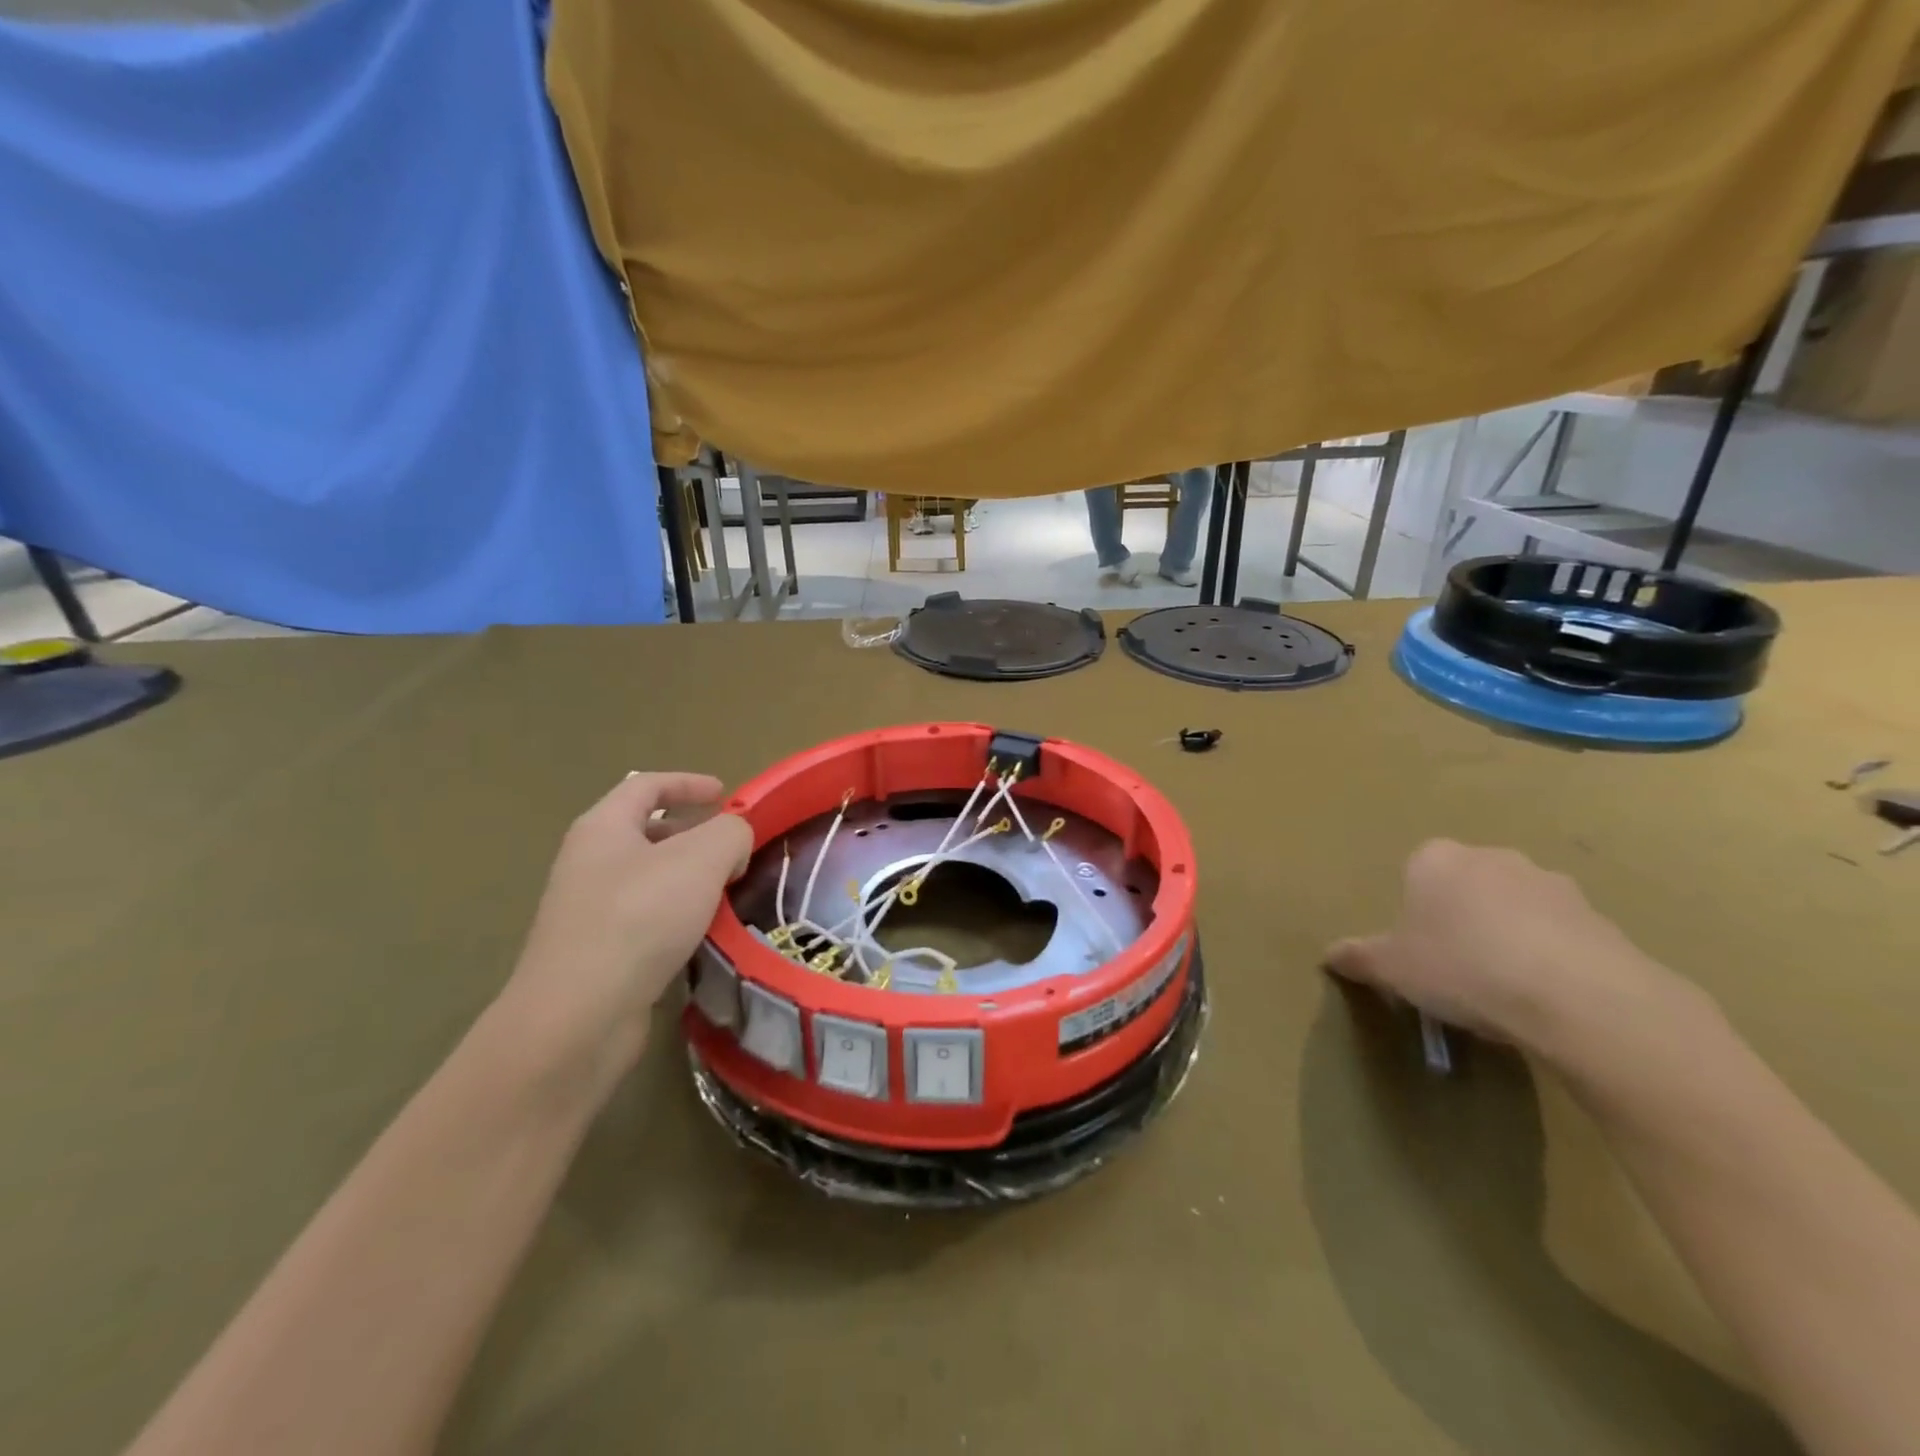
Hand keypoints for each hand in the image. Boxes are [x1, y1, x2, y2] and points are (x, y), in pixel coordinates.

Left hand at [499, 772, 751, 1099]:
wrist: (578, 1017)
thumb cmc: (639, 919)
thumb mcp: (702, 858)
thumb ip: (731, 833)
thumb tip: (734, 842)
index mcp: (604, 828)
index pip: (646, 785)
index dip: (689, 783)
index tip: (726, 793)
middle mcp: (590, 863)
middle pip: (646, 831)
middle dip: (693, 832)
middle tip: (734, 846)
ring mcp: (589, 911)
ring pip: (650, 879)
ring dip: (690, 878)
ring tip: (729, 891)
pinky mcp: (598, 955)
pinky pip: (647, 920)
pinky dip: (679, 917)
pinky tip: (706, 935)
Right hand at [1326, 840, 1683, 1066]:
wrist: (1576, 997)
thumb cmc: (1462, 967)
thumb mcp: (1392, 969)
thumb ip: (1359, 957)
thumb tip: (1330, 955)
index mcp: (1436, 858)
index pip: (1414, 873)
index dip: (1414, 912)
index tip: (1417, 950)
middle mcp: (1491, 857)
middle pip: (1466, 886)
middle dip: (1461, 918)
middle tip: (1456, 968)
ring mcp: (1550, 883)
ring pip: (1515, 908)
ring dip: (1509, 936)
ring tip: (1504, 989)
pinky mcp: (1599, 917)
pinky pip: (1560, 934)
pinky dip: (1551, 957)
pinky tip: (1545, 998)